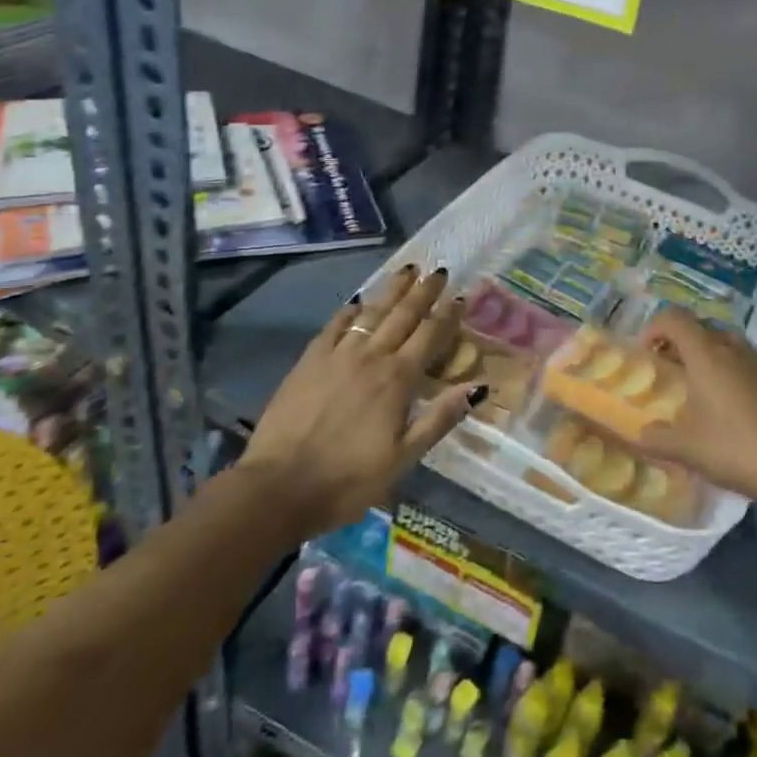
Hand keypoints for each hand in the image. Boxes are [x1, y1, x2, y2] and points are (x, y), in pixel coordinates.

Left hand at [240, 264, 479, 537]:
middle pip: (403, 315)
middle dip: (423, 291)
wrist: (279, 486)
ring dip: (391, 290)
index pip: (430, 336)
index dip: (447, 315)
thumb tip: (477, 387)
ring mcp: (337, 355)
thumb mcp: (403, 458)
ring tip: (407, 270)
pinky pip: (334, 326)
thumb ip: (439, 419)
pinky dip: (350, 310)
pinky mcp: (309, 360)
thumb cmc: (348, 479)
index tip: (460, 297)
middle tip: (437, 271)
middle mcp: (371, 356)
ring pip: (371, 312)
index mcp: (398, 379)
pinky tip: (357, 301)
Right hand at [638, 309, 756, 506]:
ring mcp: (755, 362)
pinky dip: (723, 369)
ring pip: (720, 342)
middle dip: (676, 342)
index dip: (653, 327)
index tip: (644, 353)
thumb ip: (656, 439)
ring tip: (692, 385)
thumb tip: (639, 434)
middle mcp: (730, 348)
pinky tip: (722, 404)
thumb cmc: (737, 447)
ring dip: (701, 354)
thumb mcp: (687, 449)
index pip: (674, 317)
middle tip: (664, 370)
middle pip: (697, 327)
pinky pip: (739, 360)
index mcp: (705, 353)